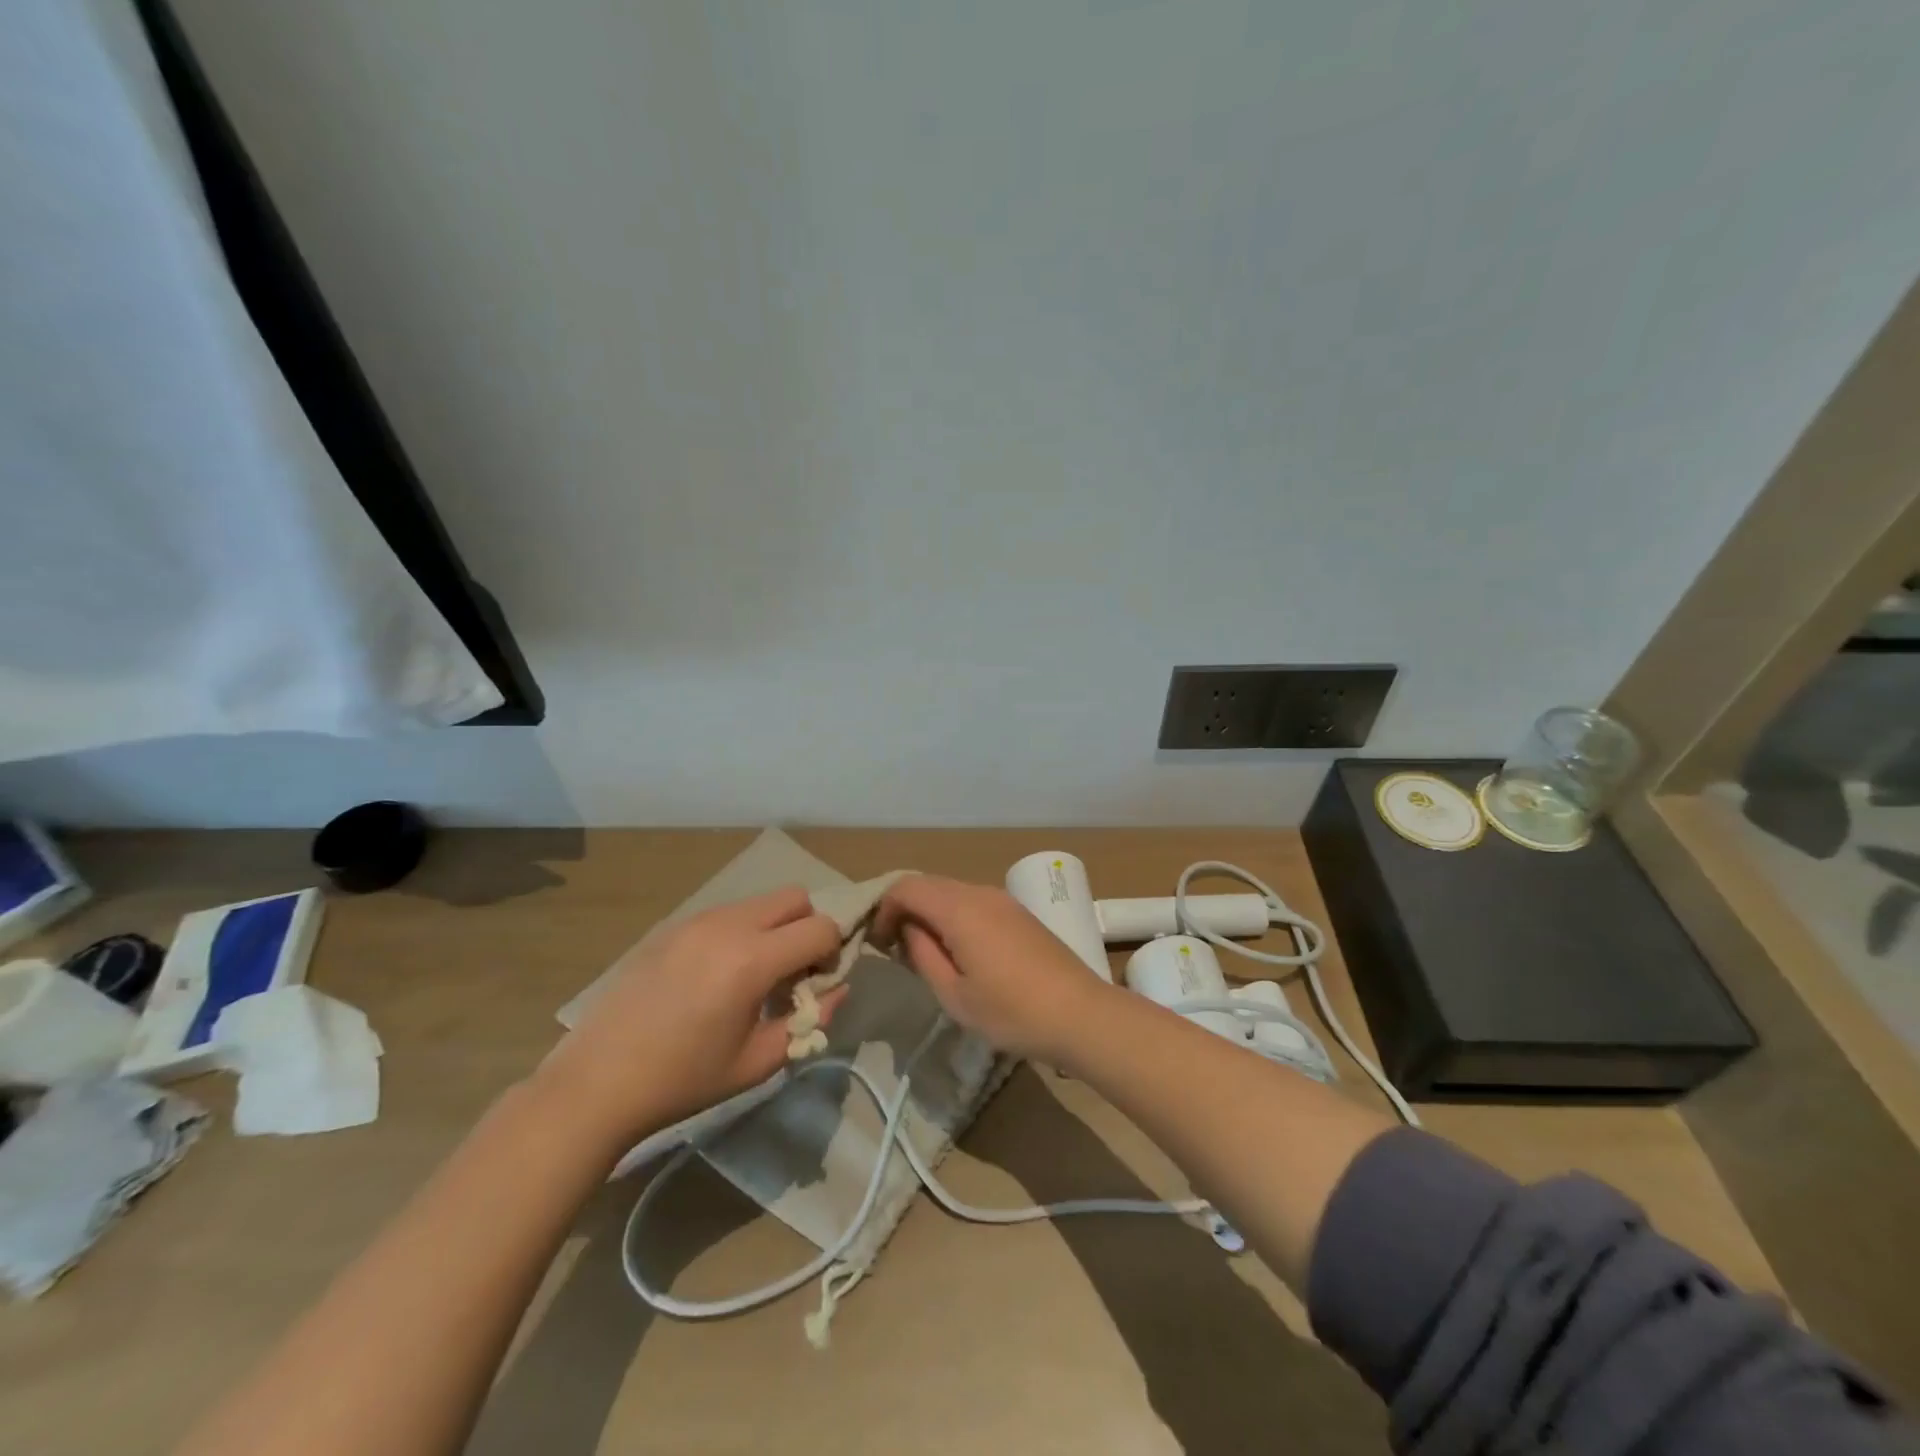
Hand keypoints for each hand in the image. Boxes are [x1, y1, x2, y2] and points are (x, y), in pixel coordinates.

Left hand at [535, 887, 844, 1151]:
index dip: (832, 952)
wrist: (598, 1081)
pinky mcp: (673, 926)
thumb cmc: (683, 1079)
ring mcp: (697, 920)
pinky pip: (727, 913)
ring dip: (773, 928)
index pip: (821, 927)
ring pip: (760, 901)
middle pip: (795, 897)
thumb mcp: (757, 1062)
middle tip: (790, 972)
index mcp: (751, 959)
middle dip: (806, 928)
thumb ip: (808, 1021)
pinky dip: (741, 931)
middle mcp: (728, 925)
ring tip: (751, 976)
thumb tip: (836, 990)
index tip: (815, 984)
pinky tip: (716, 976)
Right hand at [873, 875, 1111, 1060]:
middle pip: (929, 884)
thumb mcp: (954, 995)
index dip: (884, 909)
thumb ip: (923, 955)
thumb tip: (909, 930)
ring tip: (926, 953)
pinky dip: (954, 916)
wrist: (1081, 1014)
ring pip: (952, 892)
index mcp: (959, 909)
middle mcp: (981, 892)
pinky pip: (974, 901)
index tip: (879, 943)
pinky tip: (960, 950)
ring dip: (931, 913)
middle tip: (895, 948)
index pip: (907, 887)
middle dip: (905, 909)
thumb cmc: (1012, 1011)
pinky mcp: (1020, 913)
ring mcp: (1004, 900)